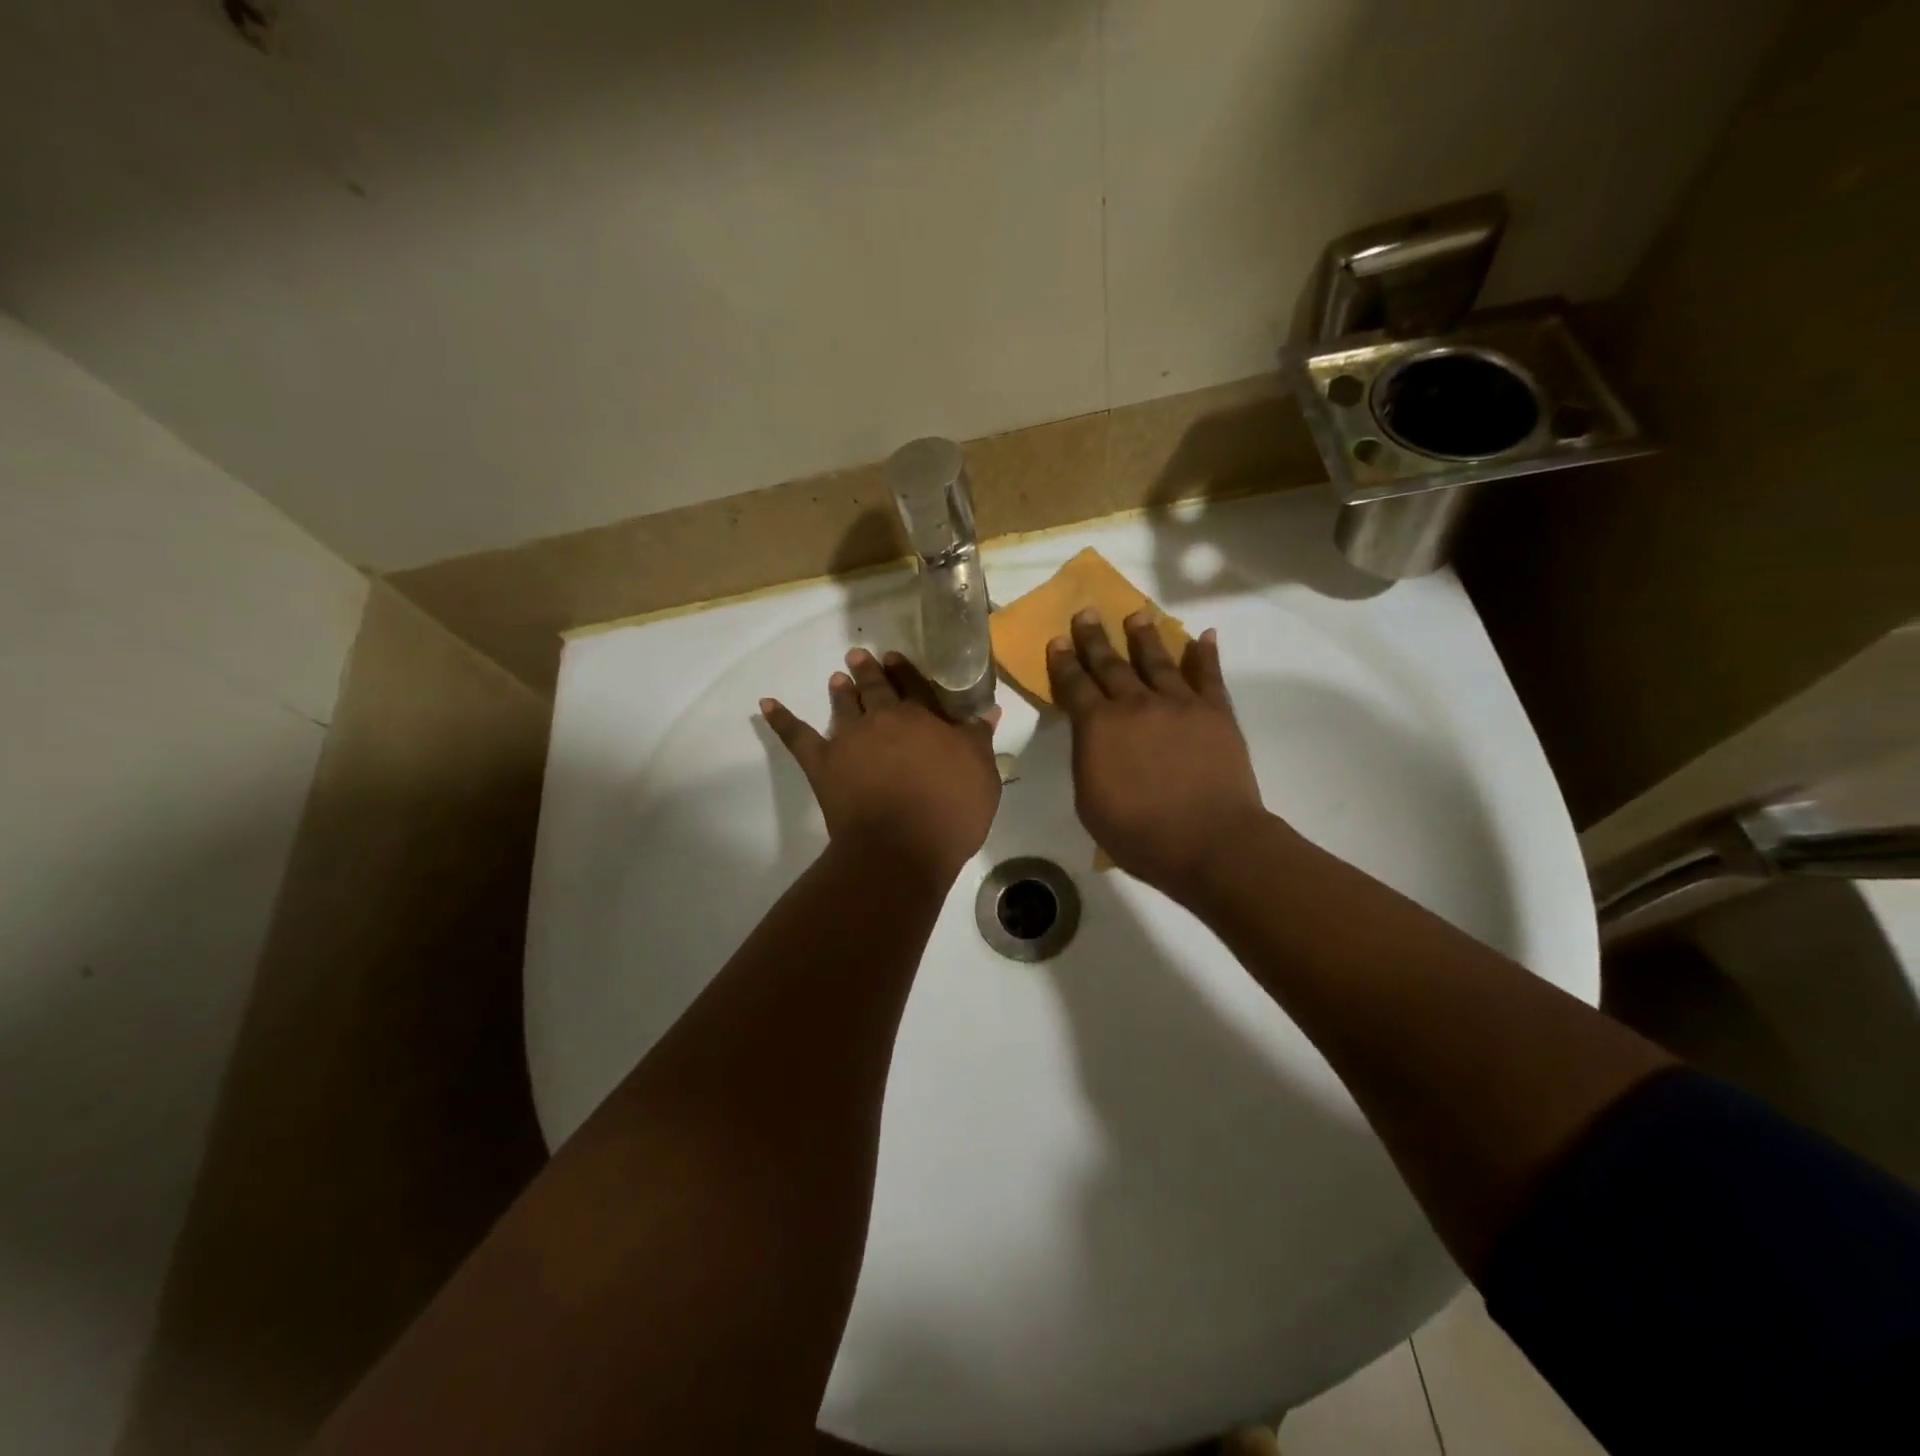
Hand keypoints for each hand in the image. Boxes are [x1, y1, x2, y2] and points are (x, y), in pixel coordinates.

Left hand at [761, 649, 1000, 882]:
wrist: (900, 849)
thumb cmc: (949, 813)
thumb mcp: (981, 775)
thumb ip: (978, 740)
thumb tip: (987, 711)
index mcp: (923, 719)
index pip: (916, 687)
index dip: (906, 672)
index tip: (896, 658)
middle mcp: (884, 720)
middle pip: (877, 689)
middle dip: (870, 671)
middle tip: (859, 656)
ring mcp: (850, 740)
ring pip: (843, 705)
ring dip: (840, 690)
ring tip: (836, 677)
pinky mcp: (823, 764)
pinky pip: (797, 737)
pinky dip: (781, 719)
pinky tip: (766, 704)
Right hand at [1047, 609, 1275, 903]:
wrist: (1209, 841)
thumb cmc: (1139, 834)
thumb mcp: (1090, 802)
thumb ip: (1088, 760)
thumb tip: (1093, 736)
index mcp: (1098, 726)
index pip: (1074, 685)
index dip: (1064, 662)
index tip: (1058, 640)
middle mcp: (1135, 704)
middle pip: (1111, 664)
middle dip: (1095, 638)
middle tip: (1087, 613)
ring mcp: (1179, 703)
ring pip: (1157, 660)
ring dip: (1144, 636)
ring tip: (1137, 615)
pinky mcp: (1215, 711)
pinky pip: (1209, 675)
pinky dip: (1205, 654)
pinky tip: (1204, 636)